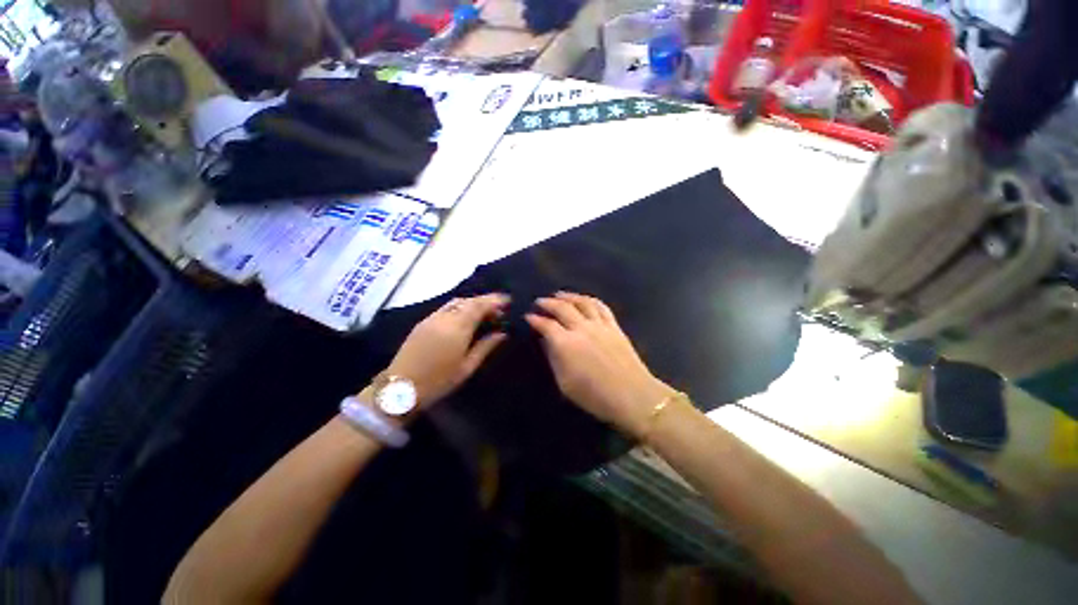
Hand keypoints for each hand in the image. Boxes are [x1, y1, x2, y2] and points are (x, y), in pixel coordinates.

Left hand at [386, 294, 509, 405]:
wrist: (400, 386)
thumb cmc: (439, 381)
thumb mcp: (467, 367)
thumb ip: (486, 347)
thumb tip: (502, 333)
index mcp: (458, 328)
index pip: (479, 306)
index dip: (494, 301)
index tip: (507, 301)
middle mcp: (445, 318)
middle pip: (469, 301)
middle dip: (485, 300)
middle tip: (499, 308)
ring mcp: (432, 318)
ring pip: (457, 302)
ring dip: (472, 302)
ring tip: (484, 311)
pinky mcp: (423, 322)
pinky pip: (446, 307)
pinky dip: (460, 306)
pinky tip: (465, 316)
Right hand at [525, 292, 676, 437]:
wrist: (632, 396)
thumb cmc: (594, 396)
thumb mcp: (565, 383)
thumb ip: (554, 358)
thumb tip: (547, 341)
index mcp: (566, 344)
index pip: (546, 325)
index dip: (535, 319)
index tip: (529, 316)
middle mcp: (581, 329)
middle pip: (562, 308)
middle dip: (548, 303)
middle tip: (539, 302)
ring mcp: (600, 325)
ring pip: (581, 302)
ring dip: (568, 296)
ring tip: (559, 294)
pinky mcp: (614, 326)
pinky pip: (601, 306)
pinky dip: (589, 300)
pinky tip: (585, 299)